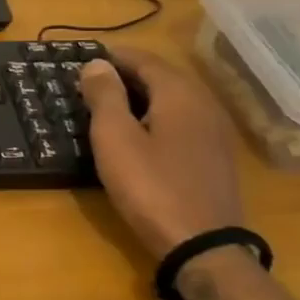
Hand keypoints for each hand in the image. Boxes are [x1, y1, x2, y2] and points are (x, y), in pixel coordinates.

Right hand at [80, 48, 243, 261]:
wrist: (201, 243)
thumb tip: (96, 63)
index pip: (145, 59)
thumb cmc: (150, 186)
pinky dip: (157, 115)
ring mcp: (215, 131)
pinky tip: (140, 133)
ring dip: (142, 95)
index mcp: (179, 94)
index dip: (114, 56)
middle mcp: (204, 104)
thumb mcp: (115, 138)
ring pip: (174, 98)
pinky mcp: (215, 155)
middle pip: (163, 76)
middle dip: (127, 74)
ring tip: (110, 105)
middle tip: (91, 82)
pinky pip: (182, 120)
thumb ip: (105, 96)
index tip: (84, 59)